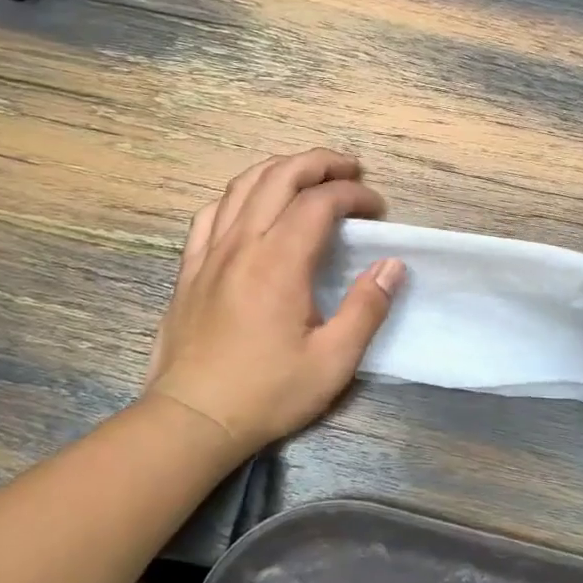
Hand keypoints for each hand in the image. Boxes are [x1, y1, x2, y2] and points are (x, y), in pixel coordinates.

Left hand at [146, 150, 403, 454]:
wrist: (191, 419)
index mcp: (279, 263)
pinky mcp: (189, 268)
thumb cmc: (266, 393)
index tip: (378, 209)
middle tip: (350, 170)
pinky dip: (238, 194)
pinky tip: (250, 203)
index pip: (320, 202)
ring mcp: (209, 253)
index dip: (354, 194)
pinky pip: (211, 212)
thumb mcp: (332, 361)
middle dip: (319, 163)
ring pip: (242, 185)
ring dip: (280, 169)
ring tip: (308, 174)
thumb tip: (392, 265)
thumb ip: (366, 308)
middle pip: (279, 176)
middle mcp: (241, 244)